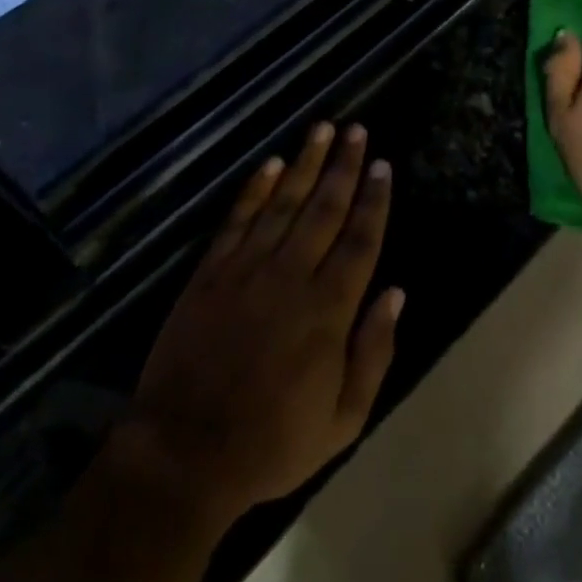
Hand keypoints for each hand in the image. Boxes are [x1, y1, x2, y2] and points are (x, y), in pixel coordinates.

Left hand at [116, 122, 401, 528]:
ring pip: (284, 201)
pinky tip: (272, 163)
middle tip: (357, 129)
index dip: (373, 200)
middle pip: (325, 208)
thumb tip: (395, 292)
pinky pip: (238, 218)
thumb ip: (374, 353)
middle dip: (344, 166)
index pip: (360, 240)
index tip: (382, 165)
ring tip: (322, 128)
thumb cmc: (272, 442)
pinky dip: (256, 188)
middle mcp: (291, 275)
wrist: (185, 453)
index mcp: (328, 310)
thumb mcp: (342, 420)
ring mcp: (248, 268)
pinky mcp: (212, 271)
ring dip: (306, 162)